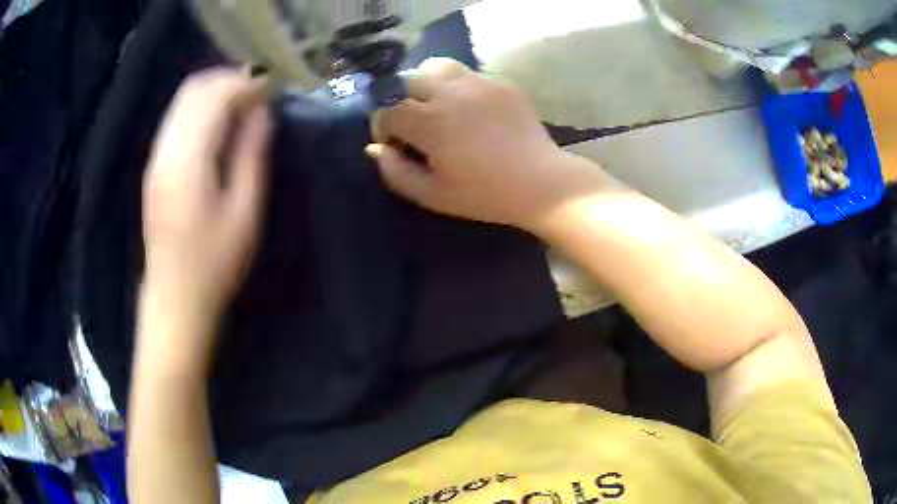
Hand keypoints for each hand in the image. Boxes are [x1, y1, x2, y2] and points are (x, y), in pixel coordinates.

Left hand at [142, 68, 270, 325]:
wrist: (174, 298)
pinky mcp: (154, 166)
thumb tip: (263, 112)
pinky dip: (201, 107)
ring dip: (214, 91)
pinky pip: (176, 118)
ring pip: (182, 100)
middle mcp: (165, 151)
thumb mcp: (244, 212)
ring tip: (244, 103)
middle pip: (193, 90)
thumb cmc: (214, 263)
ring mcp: (155, 157)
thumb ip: (251, 155)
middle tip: (260, 92)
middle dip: (229, 79)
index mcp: (187, 162)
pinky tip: (220, 123)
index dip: (246, 83)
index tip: (274, 87)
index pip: (214, 97)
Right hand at [368, 58, 610, 232]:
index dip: (383, 128)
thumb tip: (374, 149)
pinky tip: (471, 109)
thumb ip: (396, 172)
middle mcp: (449, 93)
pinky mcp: (501, 82)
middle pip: (407, 81)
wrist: (541, 183)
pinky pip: (469, 74)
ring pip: (437, 66)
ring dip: (428, 84)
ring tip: (439, 106)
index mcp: (430, 122)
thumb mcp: (433, 195)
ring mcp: (478, 83)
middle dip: (402, 101)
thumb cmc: (485, 195)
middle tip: (416, 123)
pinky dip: (459, 86)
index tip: (395, 144)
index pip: (387, 111)